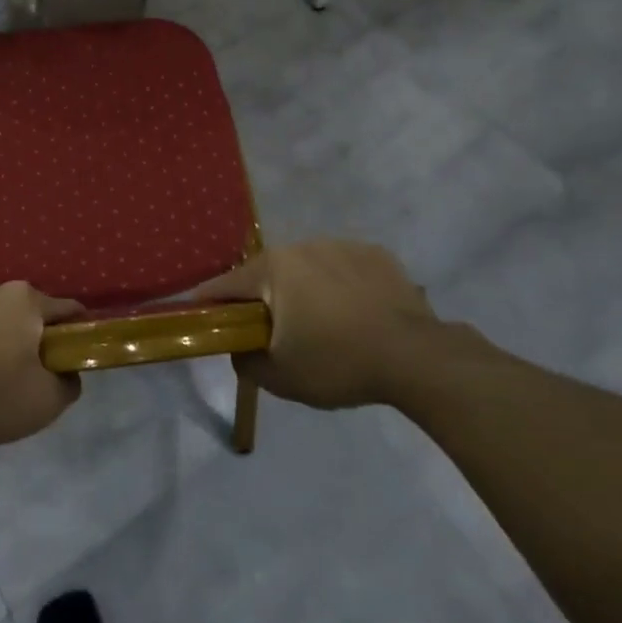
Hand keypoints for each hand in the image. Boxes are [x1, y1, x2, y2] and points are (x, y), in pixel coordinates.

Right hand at [195, 239, 440, 408]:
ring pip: (308, 269)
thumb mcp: (280, 377)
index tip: (204, 319)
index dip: (210, 303)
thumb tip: (238, 348)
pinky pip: (345, 269)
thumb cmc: (338, 362)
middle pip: (268, 275)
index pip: (225, 284)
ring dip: (305, 291)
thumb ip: (245, 361)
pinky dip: (342, 287)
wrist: (417, 357)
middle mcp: (302, 245)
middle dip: (264, 300)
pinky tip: (357, 315)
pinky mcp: (377, 254)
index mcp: (273, 268)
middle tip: (273, 333)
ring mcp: (342, 245)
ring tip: (323, 325)